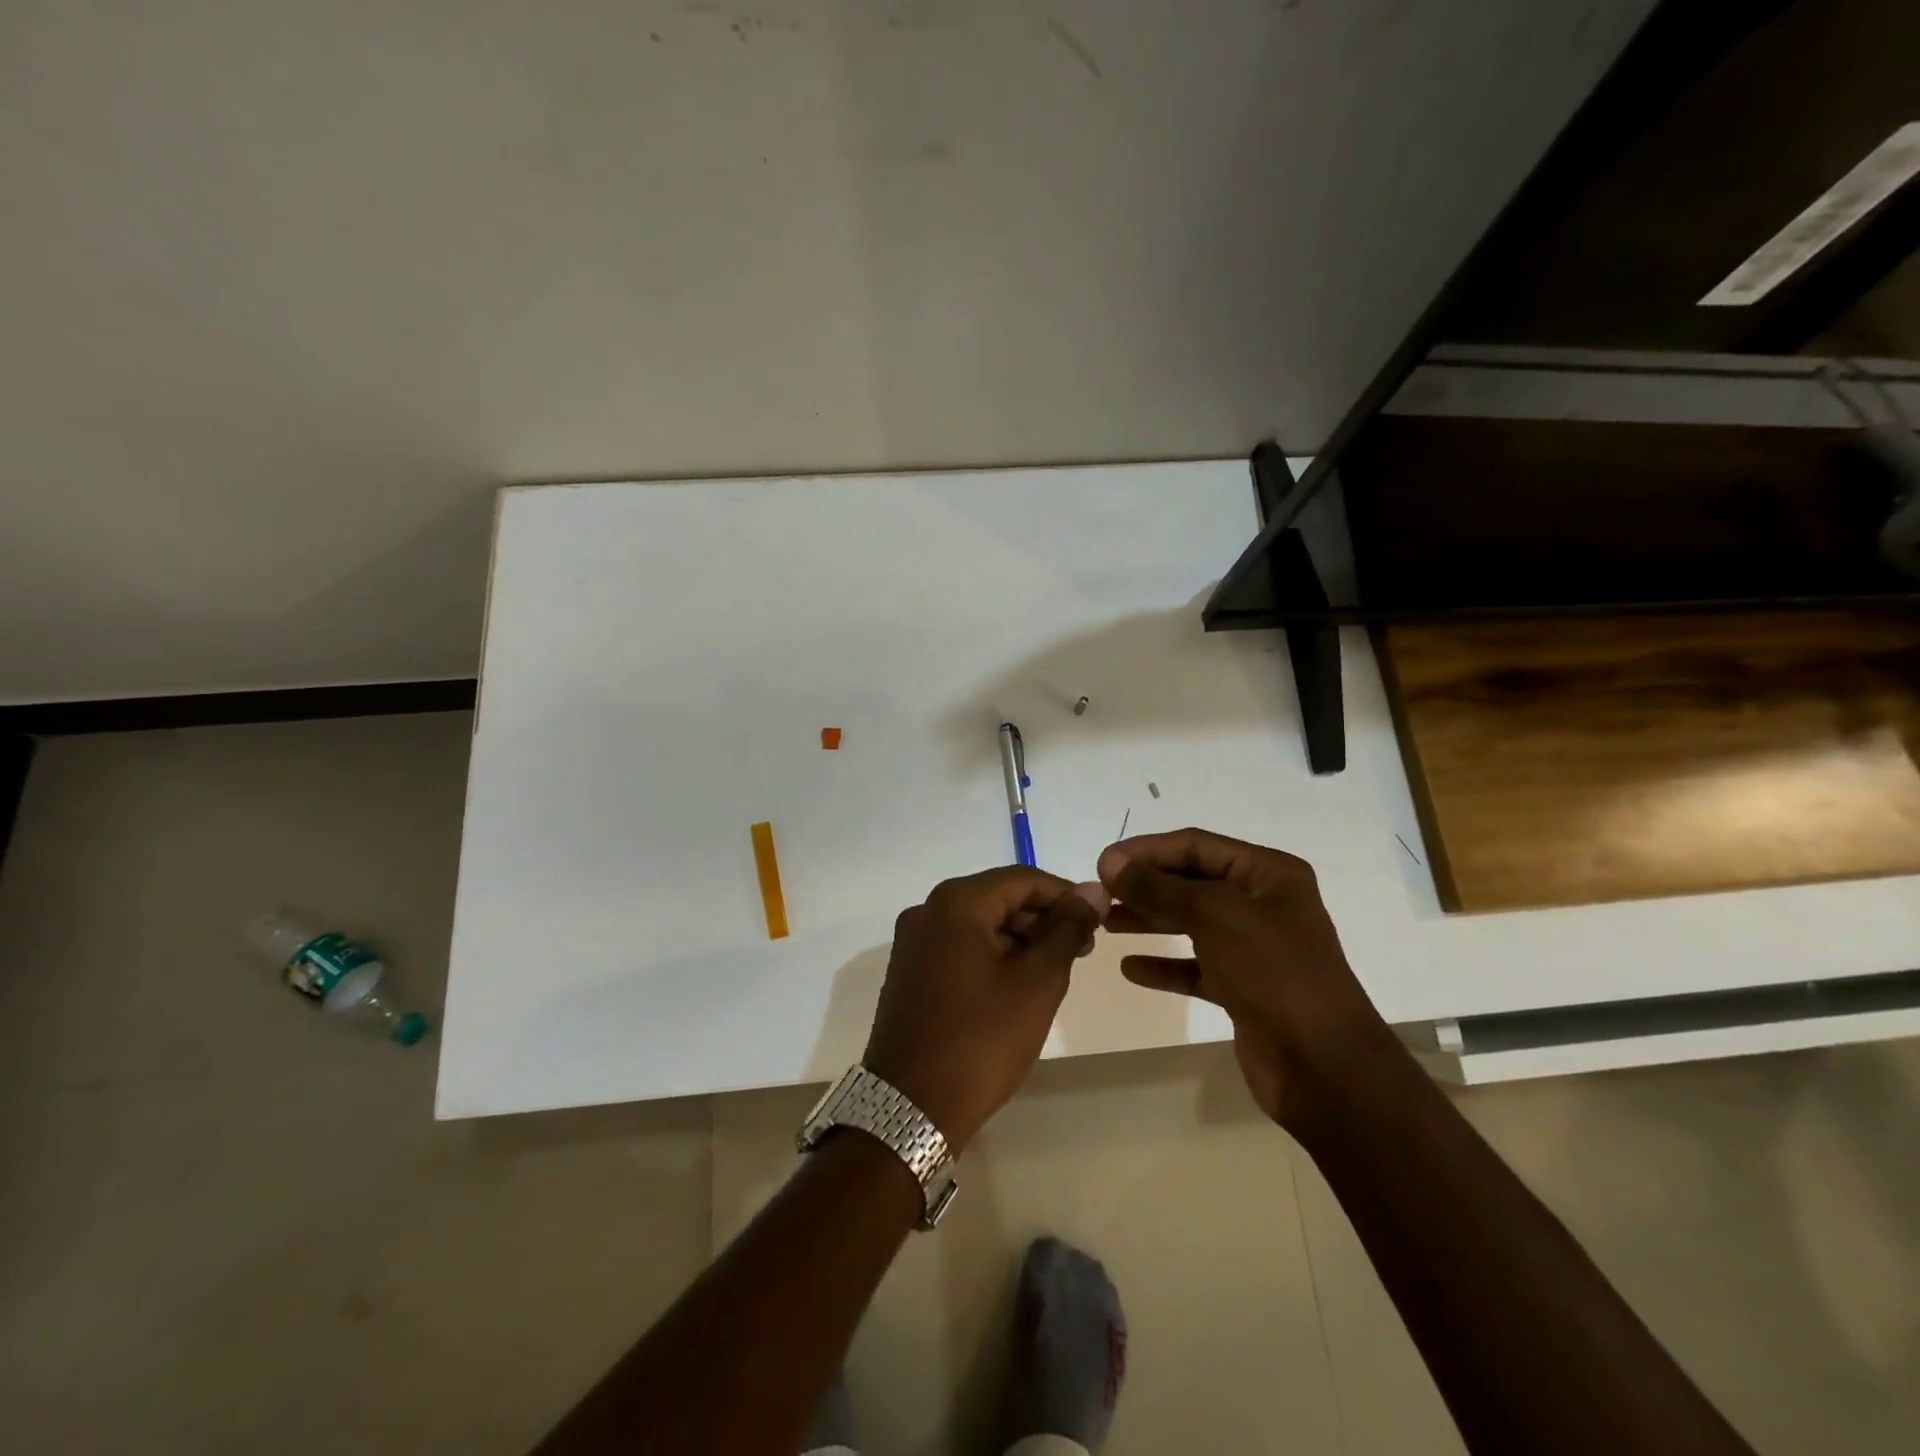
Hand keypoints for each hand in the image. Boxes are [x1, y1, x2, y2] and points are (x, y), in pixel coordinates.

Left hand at [865, 868, 1107, 1150]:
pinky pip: (959, 945)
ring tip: (1054, 970)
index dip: (1065, 895)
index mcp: (956, 902)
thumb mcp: (1037, 982)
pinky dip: (992, 954)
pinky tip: (1017, 983)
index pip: (1022, 879)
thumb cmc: (982, 1040)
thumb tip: (1092, 891)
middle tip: (1081, 949)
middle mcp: (927, 910)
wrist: (911, 1107)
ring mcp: (913, 941)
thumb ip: (1067, 929)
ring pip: (978, 922)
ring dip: (1019, 938)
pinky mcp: (909, 970)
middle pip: (997, 897)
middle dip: (1042, 918)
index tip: (1098, 920)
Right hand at [1096, 829, 1395, 1128]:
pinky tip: (1131, 968)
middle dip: (1145, 885)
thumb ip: (1158, 888)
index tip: (1103, 863)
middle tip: (1100, 894)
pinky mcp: (1243, 988)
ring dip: (1149, 920)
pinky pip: (1195, 966)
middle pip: (1192, 882)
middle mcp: (1263, 903)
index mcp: (1269, 873)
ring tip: (1106, 923)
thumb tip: (1110, 863)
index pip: (1197, 845)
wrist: (1325, 1067)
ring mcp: (1254, 947)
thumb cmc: (1274, 973)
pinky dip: (1165, 964)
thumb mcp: (1214, 916)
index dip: (1147, 850)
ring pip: (1191, 923)